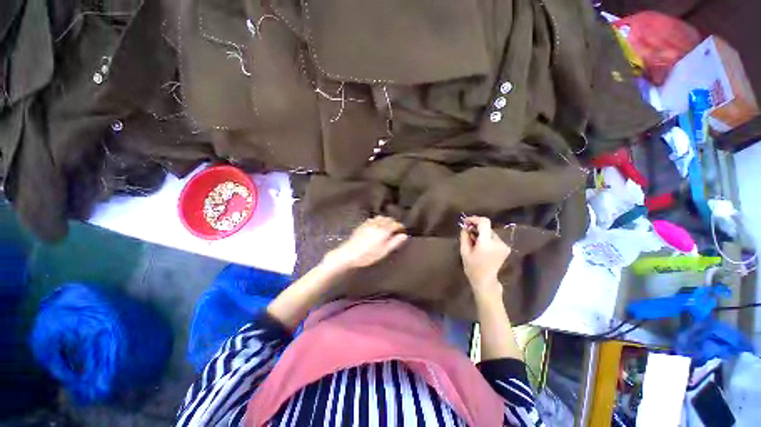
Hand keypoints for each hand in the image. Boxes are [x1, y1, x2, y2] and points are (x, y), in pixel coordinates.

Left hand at [323, 216, 408, 270]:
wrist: (349, 253)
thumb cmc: (368, 255)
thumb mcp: (384, 251)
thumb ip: (394, 242)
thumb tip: (404, 235)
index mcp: (384, 230)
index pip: (395, 224)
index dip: (400, 226)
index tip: (402, 230)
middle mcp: (377, 224)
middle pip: (388, 219)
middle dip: (393, 222)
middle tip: (396, 229)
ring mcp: (369, 223)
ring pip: (380, 218)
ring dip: (386, 220)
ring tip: (387, 227)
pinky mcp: (362, 225)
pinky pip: (373, 219)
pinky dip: (378, 221)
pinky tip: (377, 226)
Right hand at [459, 216, 510, 296]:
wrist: (485, 280)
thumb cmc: (472, 267)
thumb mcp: (464, 251)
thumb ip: (464, 236)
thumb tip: (465, 226)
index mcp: (487, 243)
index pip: (484, 223)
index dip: (474, 219)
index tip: (466, 221)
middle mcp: (498, 242)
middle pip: (487, 228)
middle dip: (476, 228)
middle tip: (467, 233)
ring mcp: (504, 245)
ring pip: (490, 232)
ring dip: (482, 233)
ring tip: (474, 241)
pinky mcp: (506, 248)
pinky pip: (494, 238)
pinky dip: (487, 238)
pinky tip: (481, 246)